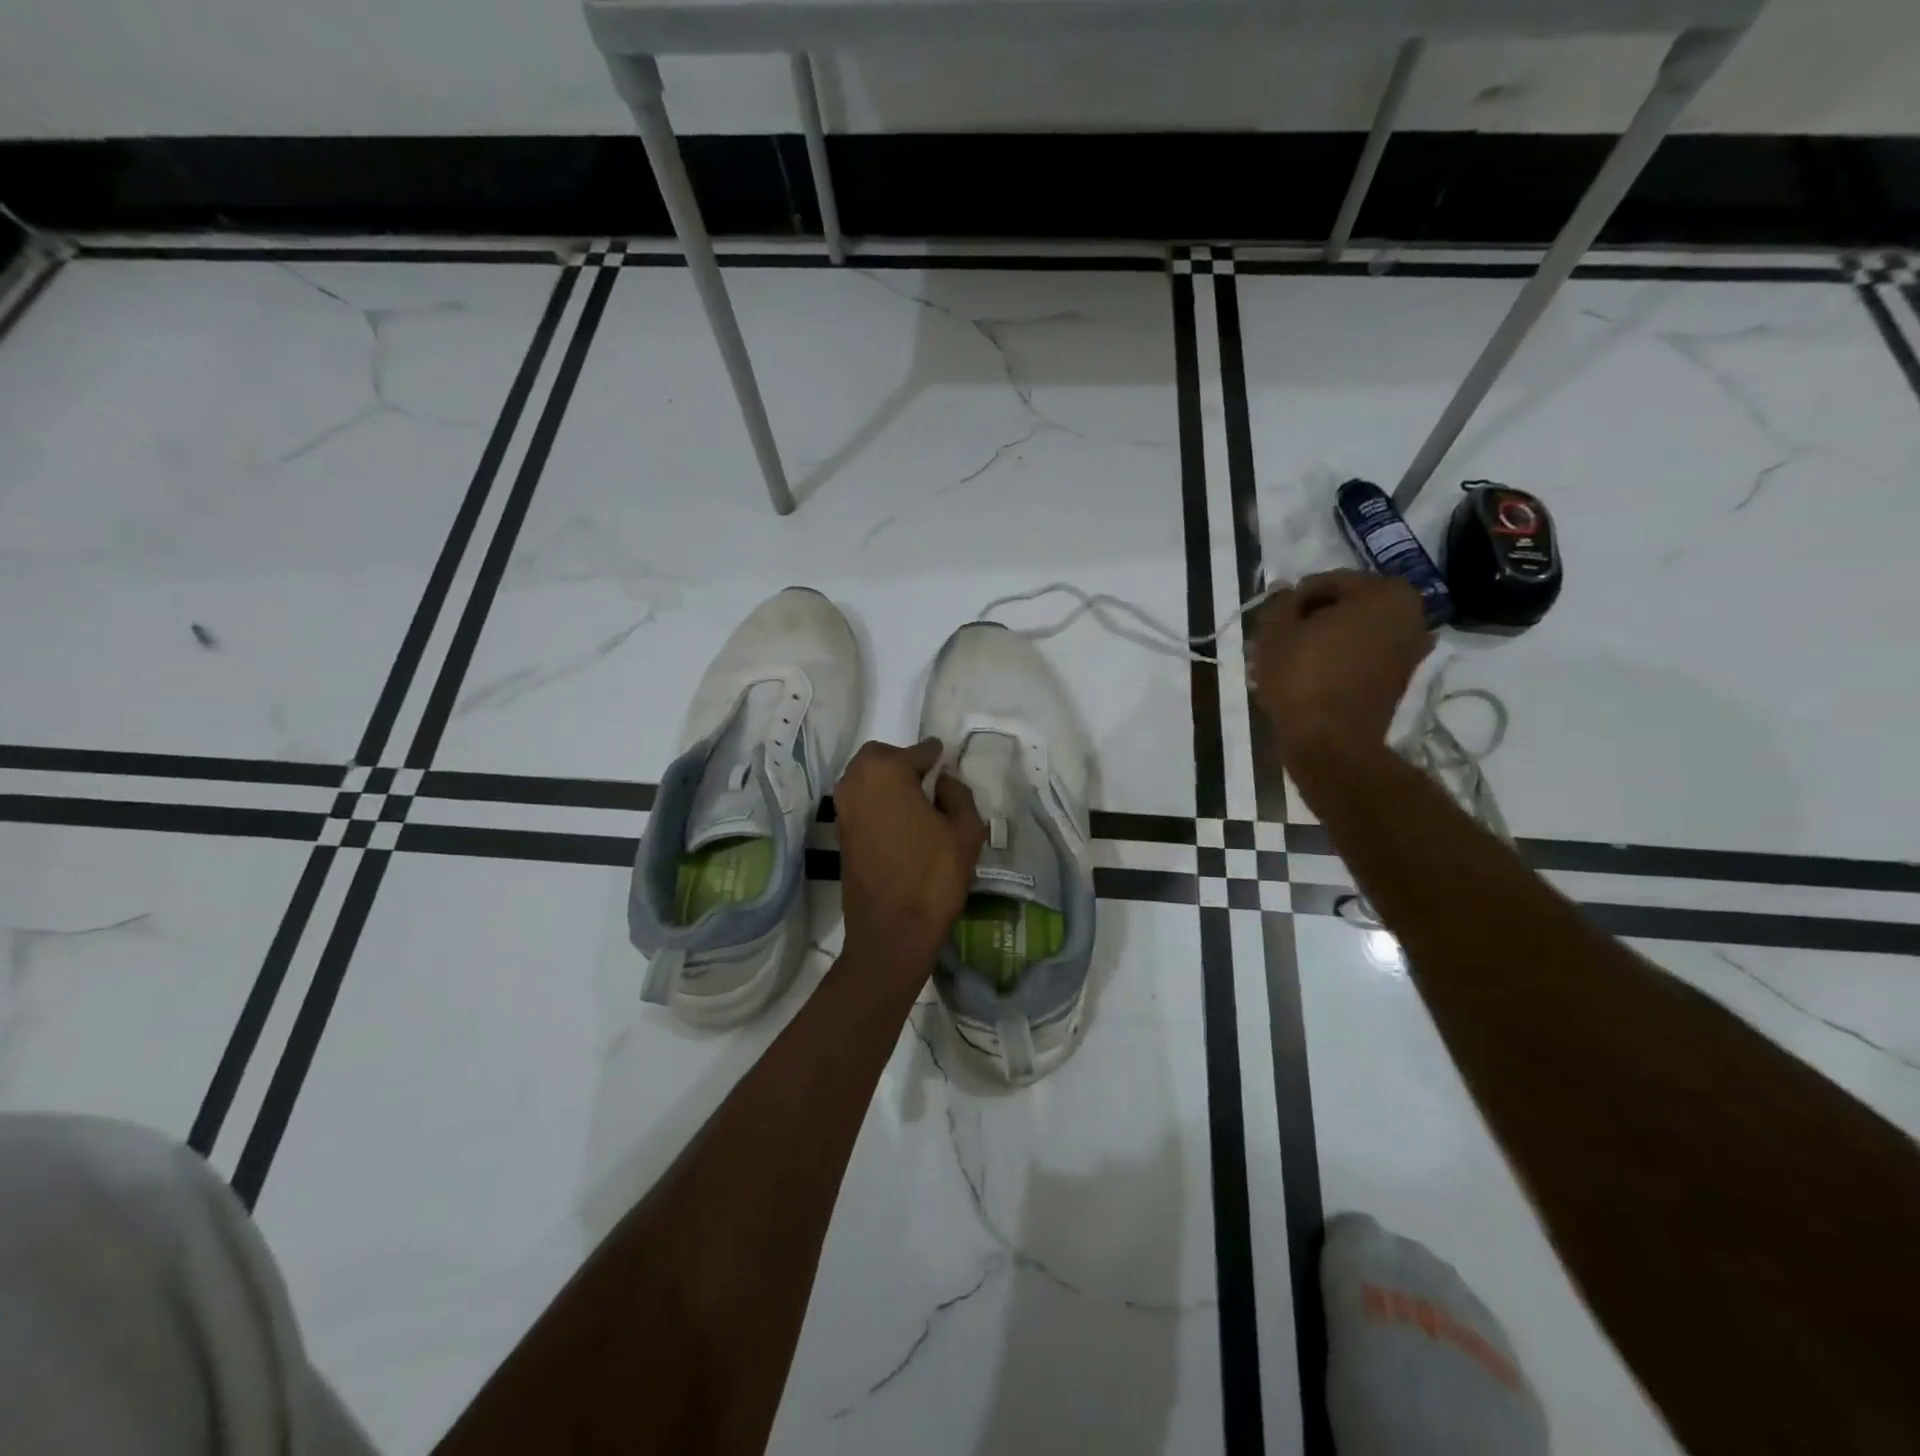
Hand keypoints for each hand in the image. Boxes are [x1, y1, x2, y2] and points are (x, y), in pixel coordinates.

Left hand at [834, 738, 986, 965]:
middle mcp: (856, 781)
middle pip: (881, 756)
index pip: (918, 751)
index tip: (948, 766)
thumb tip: (944, 780)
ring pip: (865, 778)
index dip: (936, 758)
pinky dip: (877, 802)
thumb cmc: (933, 876)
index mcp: (886, 771)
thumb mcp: (966, 831)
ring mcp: (843, 808)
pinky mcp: (839, 832)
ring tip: (915, 803)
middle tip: (929, 782)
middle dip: (904, 762)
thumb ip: (958, 794)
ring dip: (887, 781)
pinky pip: (859, 801)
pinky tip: (899, 822)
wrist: (891, 931)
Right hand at [1252, 570, 1431, 768]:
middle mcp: (1410, 614)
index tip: (1274, 620)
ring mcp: (1411, 649)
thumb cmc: (1302, 676)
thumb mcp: (1275, 631)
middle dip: (1313, 620)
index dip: (1294, 600)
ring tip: (1292, 660)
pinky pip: (1364, 656)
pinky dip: (1340, 660)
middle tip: (1281, 639)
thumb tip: (1288, 593)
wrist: (1330, 741)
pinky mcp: (1401, 679)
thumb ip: (1280, 602)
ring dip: (1325, 640)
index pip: (1328, 582)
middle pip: (1346, 606)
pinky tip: (1312, 676)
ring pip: (1355, 632)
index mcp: (1385, 592)